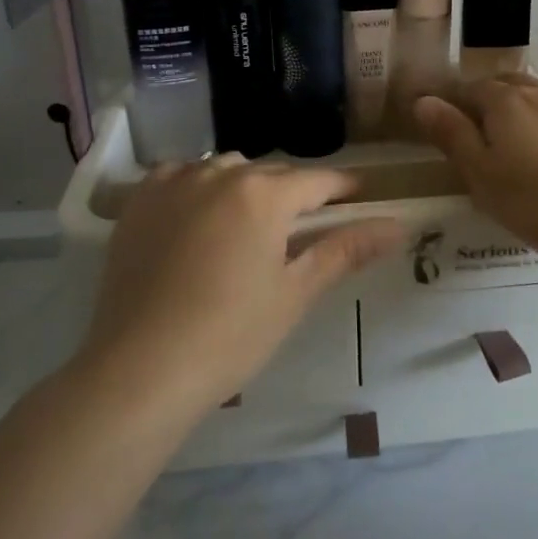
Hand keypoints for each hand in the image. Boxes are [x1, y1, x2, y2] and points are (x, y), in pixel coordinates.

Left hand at [83, 156, 407, 416]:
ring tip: (248, 225)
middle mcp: (219, 174)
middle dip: (294, 193)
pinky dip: (198, 187)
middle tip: (303, 227)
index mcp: (263, 195)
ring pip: (225, 169)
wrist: (139, 369)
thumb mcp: (295, 293)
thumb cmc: (230, 336)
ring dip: (245, 187)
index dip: (344, 187)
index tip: (361, 194)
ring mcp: (174, 184)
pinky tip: (198, 217)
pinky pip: (181, 176)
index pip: (318, 181)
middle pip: (272, 174)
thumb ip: (345, 250)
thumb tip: (398, 226)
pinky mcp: (139, 201)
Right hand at [413, 76, 537, 266]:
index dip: (456, 103)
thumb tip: (422, 100)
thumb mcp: (481, 175)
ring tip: (524, 142)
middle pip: (508, 85)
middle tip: (485, 133)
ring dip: (527, 111)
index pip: (470, 89)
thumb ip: (451, 135)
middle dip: (492, 101)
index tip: (450, 124)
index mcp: (504, 102)